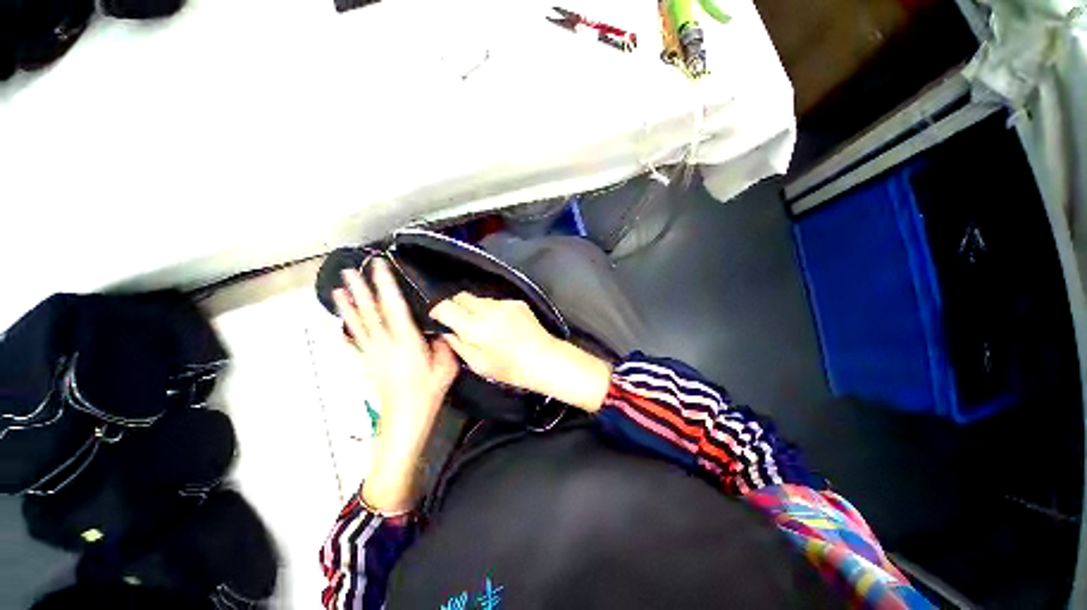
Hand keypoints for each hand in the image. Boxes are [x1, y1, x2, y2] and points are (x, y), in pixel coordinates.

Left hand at [333, 259, 458, 511]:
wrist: (405, 416)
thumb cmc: (428, 390)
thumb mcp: (446, 365)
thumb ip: (442, 343)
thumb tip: (436, 329)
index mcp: (405, 340)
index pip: (393, 306)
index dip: (385, 284)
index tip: (378, 266)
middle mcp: (384, 342)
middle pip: (369, 312)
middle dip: (360, 289)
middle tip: (349, 270)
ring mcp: (371, 352)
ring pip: (357, 324)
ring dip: (348, 306)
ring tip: (338, 289)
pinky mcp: (366, 363)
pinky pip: (353, 343)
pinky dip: (346, 331)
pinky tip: (340, 324)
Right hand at [430, 292, 612, 412]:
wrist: (543, 359)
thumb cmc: (510, 369)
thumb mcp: (478, 363)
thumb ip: (458, 344)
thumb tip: (446, 330)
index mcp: (475, 327)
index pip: (446, 306)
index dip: (438, 311)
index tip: (439, 319)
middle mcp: (488, 310)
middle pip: (462, 296)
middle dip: (456, 307)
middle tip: (460, 322)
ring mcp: (505, 303)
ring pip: (480, 298)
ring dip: (475, 309)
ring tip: (485, 326)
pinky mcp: (517, 302)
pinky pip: (497, 301)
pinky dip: (493, 310)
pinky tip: (502, 324)